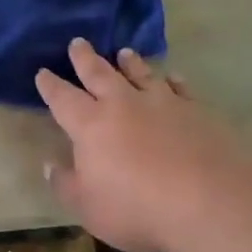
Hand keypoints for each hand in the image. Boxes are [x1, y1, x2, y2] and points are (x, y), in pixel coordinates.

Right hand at [36, 39, 251, 251]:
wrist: (209, 201)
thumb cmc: (137, 209)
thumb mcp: (88, 207)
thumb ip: (66, 184)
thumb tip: (50, 165)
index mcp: (90, 126)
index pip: (63, 99)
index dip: (51, 86)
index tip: (42, 73)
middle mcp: (124, 105)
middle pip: (100, 74)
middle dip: (85, 59)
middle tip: (78, 42)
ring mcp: (163, 103)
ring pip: (141, 74)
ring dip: (130, 62)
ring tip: (123, 52)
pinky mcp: (196, 110)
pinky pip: (180, 87)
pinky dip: (172, 80)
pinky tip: (172, 76)